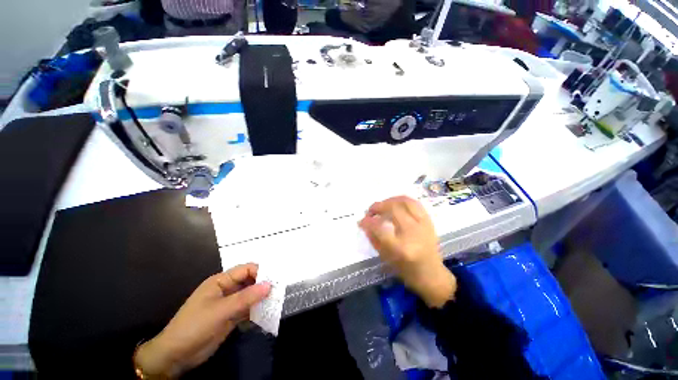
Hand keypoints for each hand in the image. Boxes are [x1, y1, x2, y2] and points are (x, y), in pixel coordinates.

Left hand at [134, 264, 270, 377]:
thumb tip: (269, 285)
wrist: (176, 356)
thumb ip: (245, 298)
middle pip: (249, 281)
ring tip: (277, 301)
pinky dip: (256, 310)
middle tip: (279, 290)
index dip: (261, 272)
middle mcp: (227, 289)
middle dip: (263, 285)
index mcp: (221, 281)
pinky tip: (266, 313)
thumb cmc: (194, 327)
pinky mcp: (230, 317)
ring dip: (261, 298)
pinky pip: (247, 309)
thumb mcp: (220, 311)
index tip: (275, 279)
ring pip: (250, 295)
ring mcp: (229, 303)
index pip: (246, 269)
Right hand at [359, 196, 456, 307]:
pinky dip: (402, 200)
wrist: (432, 275)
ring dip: (389, 200)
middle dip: (377, 207)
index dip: (367, 222)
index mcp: (401, 248)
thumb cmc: (407, 271)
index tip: (361, 221)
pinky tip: (395, 204)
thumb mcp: (386, 258)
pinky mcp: (429, 221)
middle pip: (393, 209)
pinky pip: (415, 203)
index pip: (379, 228)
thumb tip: (365, 223)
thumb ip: (374, 239)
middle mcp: (413, 233)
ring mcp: (423, 225)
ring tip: (382, 205)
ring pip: (405, 202)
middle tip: (370, 211)